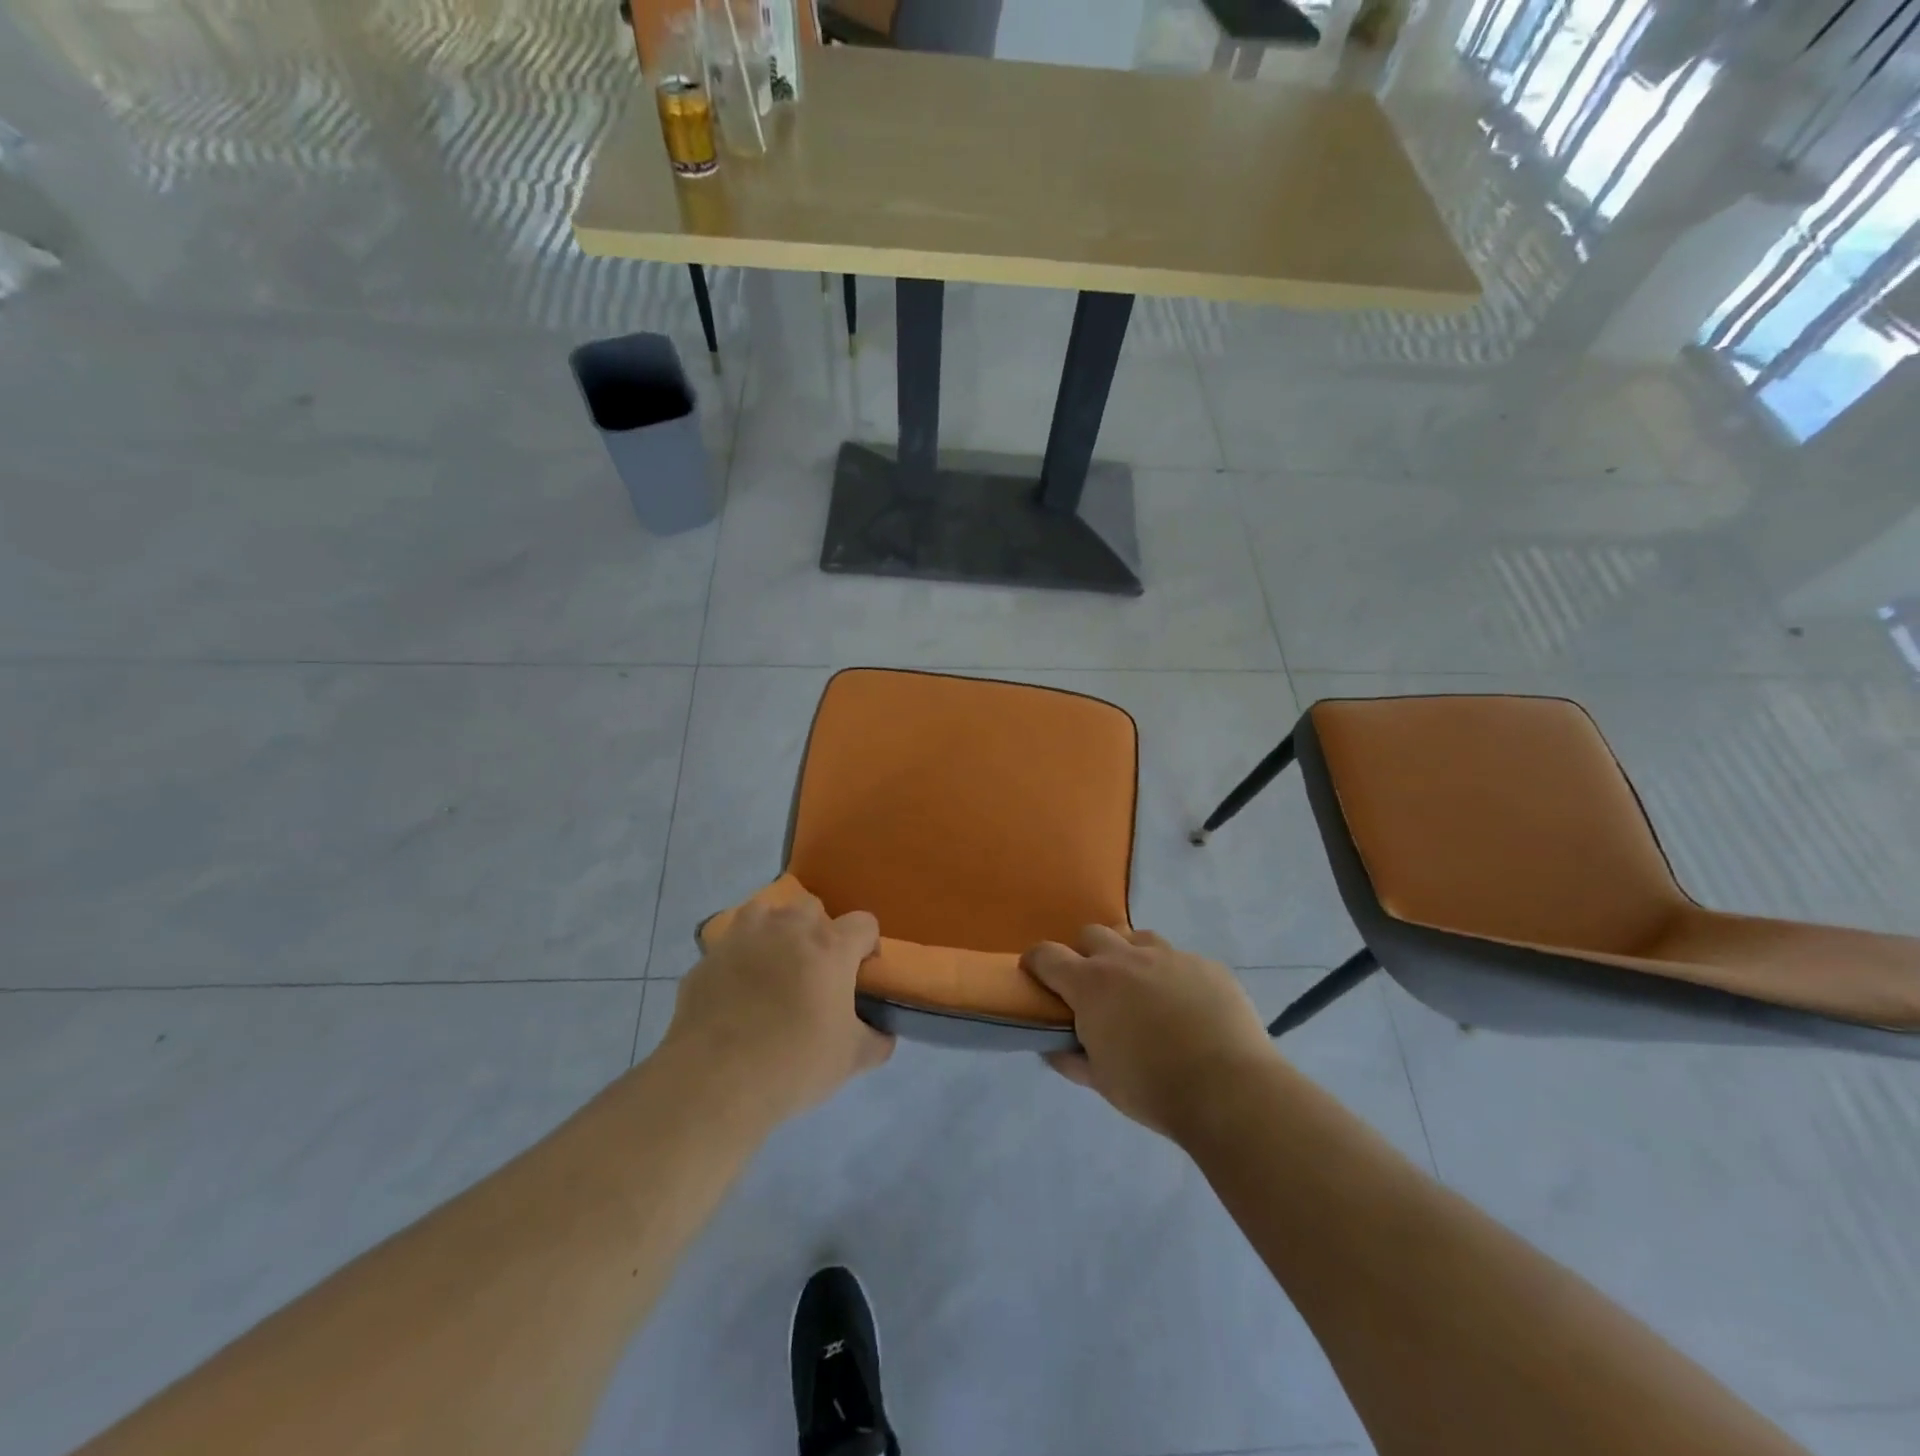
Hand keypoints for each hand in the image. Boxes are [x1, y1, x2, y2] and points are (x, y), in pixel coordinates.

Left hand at [663, 895, 893, 1126]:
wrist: (713, 1081)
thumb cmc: (793, 1064)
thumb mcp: (851, 1060)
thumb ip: (877, 1040)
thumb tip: (884, 1033)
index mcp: (830, 946)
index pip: (864, 923)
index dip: (867, 946)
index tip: (861, 975)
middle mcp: (789, 928)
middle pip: (813, 909)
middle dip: (819, 933)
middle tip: (815, 973)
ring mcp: (744, 936)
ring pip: (767, 912)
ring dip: (776, 931)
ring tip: (774, 968)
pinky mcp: (709, 956)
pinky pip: (732, 943)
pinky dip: (740, 956)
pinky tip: (737, 989)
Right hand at [1022, 926, 1276, 1139]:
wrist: (1230, 1090)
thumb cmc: (1153, 1089)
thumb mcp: (1101, 1081)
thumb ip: (1071, 1058)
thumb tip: (1054, 1046)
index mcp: (1091, 984)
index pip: (1047, 955)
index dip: (1036, 962)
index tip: (1037, 976)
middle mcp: (1126, 958)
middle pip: (1092, 934)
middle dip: (1085, 954)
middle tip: (1095, 988)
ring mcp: (1170, 956)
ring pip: (1137, 937)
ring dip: (1129, 956)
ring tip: (1141, 989)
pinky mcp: (1206, 964)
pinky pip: (1180, 959)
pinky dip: (1172, 975)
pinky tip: (1186, 1007)